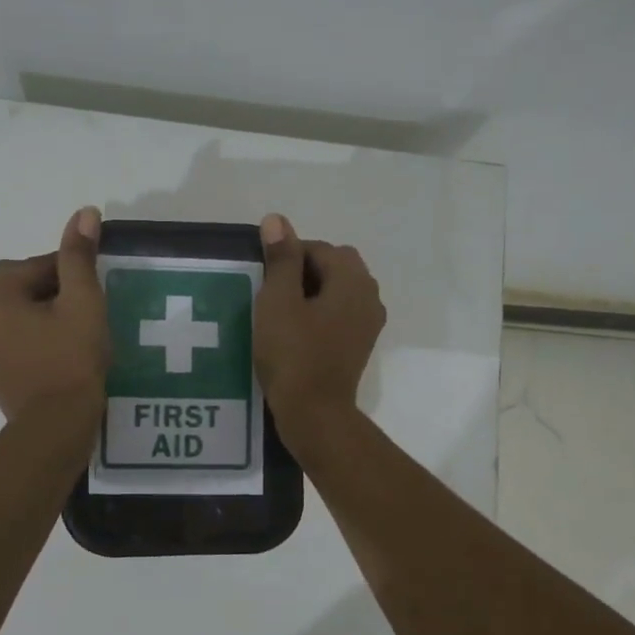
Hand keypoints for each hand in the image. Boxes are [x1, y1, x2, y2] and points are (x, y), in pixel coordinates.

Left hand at [0, 207, 110, 421]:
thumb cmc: (71, 359)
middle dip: (55, 294)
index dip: (73, 278)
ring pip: (16, 310)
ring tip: (72, 336)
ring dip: (43, 314)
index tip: (93, 300)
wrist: (54, 424)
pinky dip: (31, 335)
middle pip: (23, 285)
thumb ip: (79, 256)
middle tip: (85, 318)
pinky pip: (9, 335)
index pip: (40, 265)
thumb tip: (84, 212)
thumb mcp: (83, 302)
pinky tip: (55, 352)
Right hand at [254, 213, 385, 439]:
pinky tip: (296, 333)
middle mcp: (369, 296)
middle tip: (271, 295)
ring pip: (337, 291)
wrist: (315, 414)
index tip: (264, 280)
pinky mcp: (360, 344)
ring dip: (310, 293)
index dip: (287, 257)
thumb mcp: (278, 301)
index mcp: (353, 280)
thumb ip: (281, 259)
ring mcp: (368, 323)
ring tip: (280, 314)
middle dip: (302, 272)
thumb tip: (277, 220)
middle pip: (333, 266)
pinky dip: (319, 314)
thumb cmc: (293, 354)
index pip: (319, 248)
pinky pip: (339, 314)